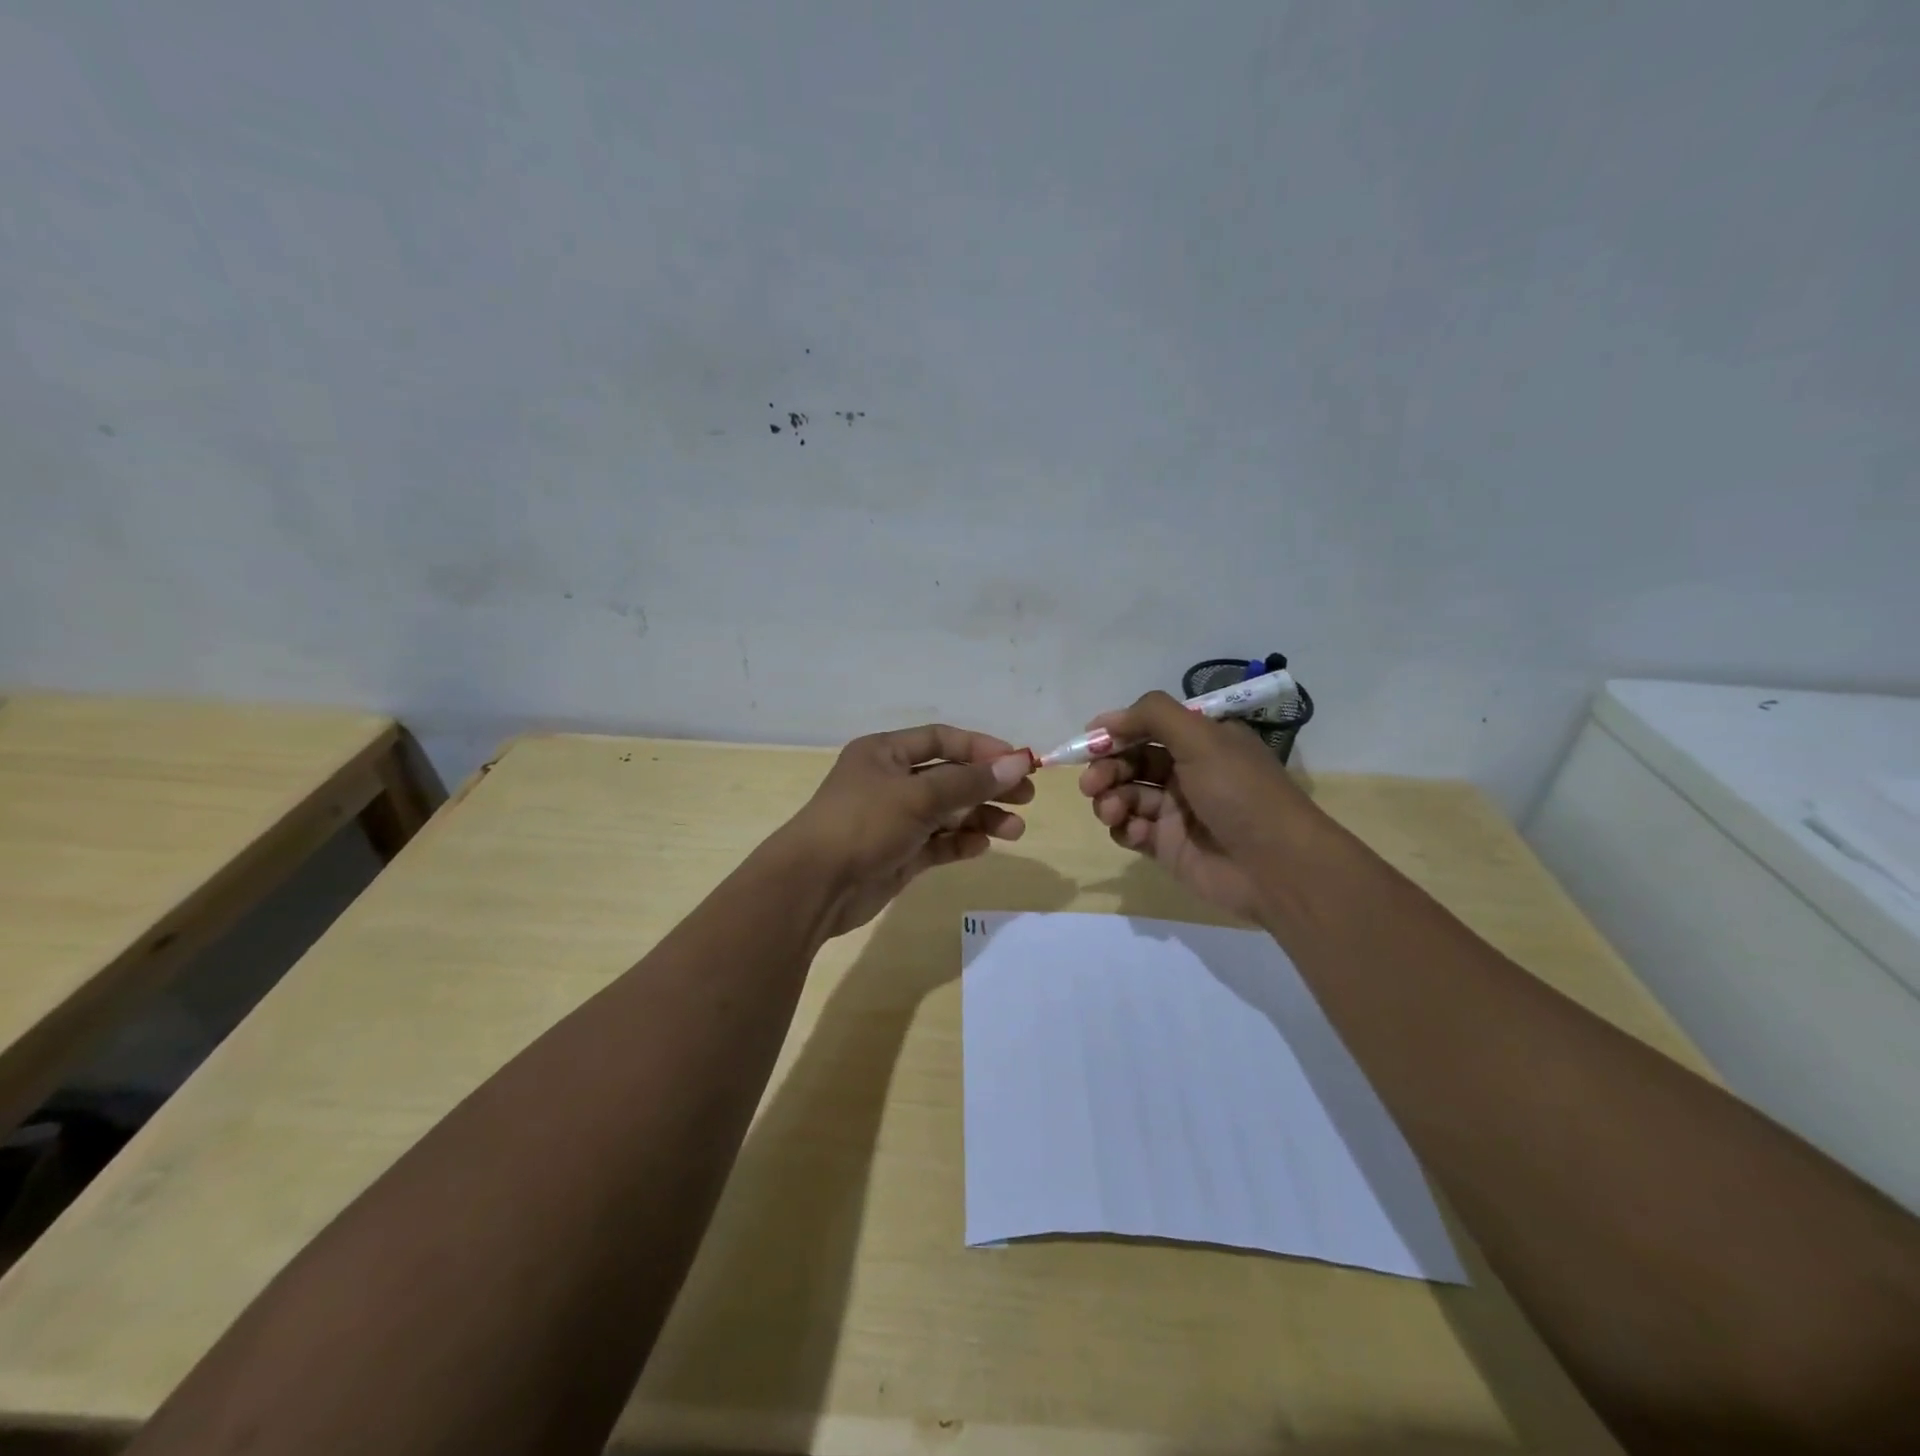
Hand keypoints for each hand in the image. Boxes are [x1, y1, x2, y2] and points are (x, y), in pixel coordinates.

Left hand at [779, 725, 1034, 937]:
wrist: (814, 886)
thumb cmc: (863, 824)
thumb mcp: (918, 796)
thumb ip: (969, 781)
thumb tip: (1018, 762)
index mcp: (885, 754)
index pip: (941, 740)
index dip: (981, 748)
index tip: (1018, 762)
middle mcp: (891, 782)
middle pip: (950, 777)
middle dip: (988, 786)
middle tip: (1027, 797)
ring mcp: (895, 820)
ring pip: (948, 812)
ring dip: (981, 818)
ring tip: (1015, 830)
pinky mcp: (899, 854)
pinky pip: (938, 843)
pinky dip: (960, 843)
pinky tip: (982, 846)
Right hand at [1078, 691, 1321, 920]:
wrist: (1277, 867)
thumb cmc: (1240, 793)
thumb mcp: (1202, 738)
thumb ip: (1152, 716)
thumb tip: (1106, 719)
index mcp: (1201, 741)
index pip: (1148, 727)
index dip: (1117, 732)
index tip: (1089, 739)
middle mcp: (1187, 772)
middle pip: (1130, 761)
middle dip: (1106, 768)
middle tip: (1091, 782)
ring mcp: (1176, 811)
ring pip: (1125, 796)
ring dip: (1109, 799)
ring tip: (1111, 811)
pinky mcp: (1167, 846)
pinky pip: (1131, 830)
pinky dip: (1125, 828)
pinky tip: (1135, 833)